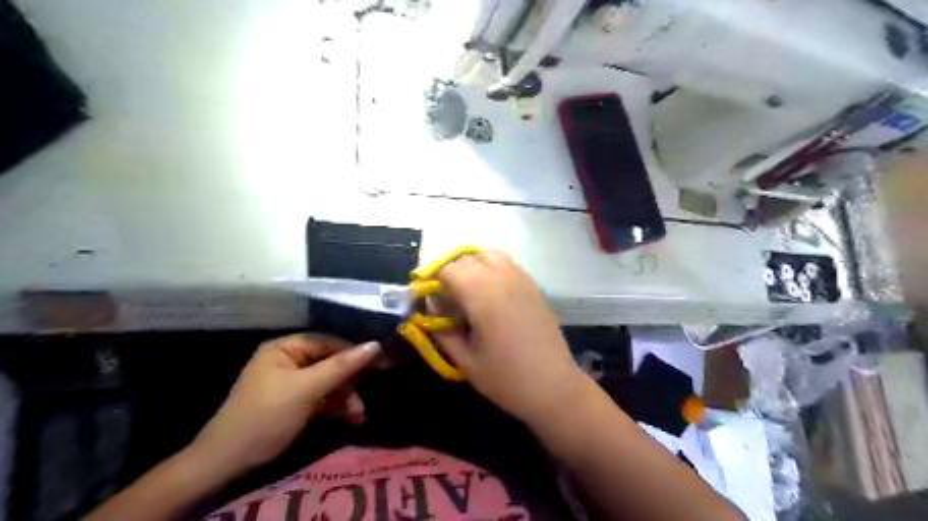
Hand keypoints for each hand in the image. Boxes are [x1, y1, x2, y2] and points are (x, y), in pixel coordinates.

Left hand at [190, 335, 377, 473]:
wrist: (228, 463)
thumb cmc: (267, 416)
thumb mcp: (307, 389)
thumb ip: (342, 366)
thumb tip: (375, 344)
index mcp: (285, 348)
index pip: (328, 342)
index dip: (354, 352)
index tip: (380, 364)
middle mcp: (288, 360)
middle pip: (331, 363)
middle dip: (349, 383)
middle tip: (365, 398)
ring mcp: (291, 382)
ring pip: (329, 382)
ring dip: (345, 398)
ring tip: (358, 416)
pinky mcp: (295, 402)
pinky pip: (322, 397)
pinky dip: (336, 407)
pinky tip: (349, 419)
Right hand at [434, 251, 585, 424]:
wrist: (554, 386)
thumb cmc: (506, 378)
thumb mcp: (465, 361)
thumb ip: (443, 331)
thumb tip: (432, 311)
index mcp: (482, 295)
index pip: (449, 269)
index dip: (434, 281)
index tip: (430, 300)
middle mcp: (502, 279)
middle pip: (468, 258)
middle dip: (452, 273)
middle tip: (447, 298)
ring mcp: (521, 280)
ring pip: (490, 255)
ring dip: (473, 266)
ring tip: (467, 291)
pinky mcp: (534, 287)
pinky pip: (508, 265)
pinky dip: (492, 269)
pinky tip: (491, 294)